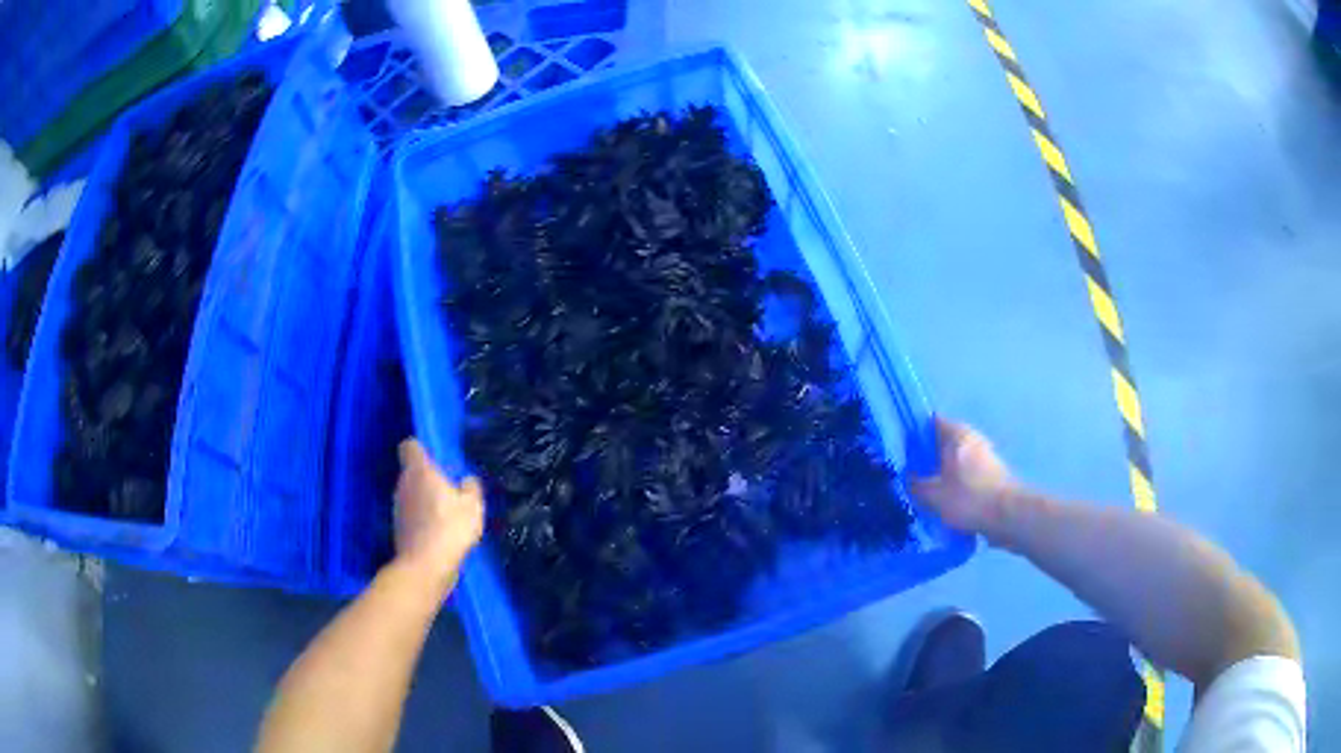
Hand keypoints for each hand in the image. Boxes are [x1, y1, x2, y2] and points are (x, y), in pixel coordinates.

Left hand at [392, 439, 484, 592]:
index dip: (421, 449)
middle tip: (449, 489)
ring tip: (446, 514)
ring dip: (425, 499)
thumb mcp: (472, 505)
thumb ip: (471, 487)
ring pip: (411, 494)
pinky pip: (412, 514)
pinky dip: (422, 519)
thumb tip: (467, 480)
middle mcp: (403, 484)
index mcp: (419, 470)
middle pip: (412, 471)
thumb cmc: (449, 528)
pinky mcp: (399, 527)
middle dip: (427, 478)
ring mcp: (398, 506)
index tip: (436, 458)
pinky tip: (439, 532)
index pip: (410, 446)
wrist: (425, 566)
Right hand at [910, 417, 1018, 534]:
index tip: (900, 451)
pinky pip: (966, 478)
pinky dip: (955, 487)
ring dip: (941, 475)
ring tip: (924, 495)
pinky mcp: (992, 477)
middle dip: (927, 458)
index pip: (931, 423)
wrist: (1008, 517)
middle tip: (908, 476)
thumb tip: (908, 479)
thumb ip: (915, 485)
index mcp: (957, 434)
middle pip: (943, 444)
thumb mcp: (932, 495)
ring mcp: (984, 458)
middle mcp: (972, 440)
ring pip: (955, 463)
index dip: (914, 434)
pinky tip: (944, 506)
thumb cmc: (968, 498)